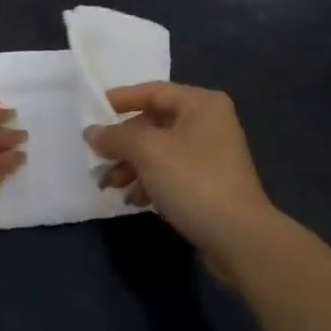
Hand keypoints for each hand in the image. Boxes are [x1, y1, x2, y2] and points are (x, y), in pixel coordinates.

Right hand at [84, 82, 275, 282]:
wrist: (239, 239)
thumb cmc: (193, 180)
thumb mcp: (148, 152)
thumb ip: (116, 137)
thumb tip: (90, 132)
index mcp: (201, 103)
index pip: (153, 91)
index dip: (120, 100)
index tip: (92, 111)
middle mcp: (209, 122)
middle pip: (155, 124)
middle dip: (124, 144)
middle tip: (98, 160)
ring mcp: (212, 155)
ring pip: (161, 151)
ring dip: (132, 166)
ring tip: (109, 185)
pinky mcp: (211, 184)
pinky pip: (172, 173)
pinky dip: (151, 182)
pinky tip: (134, 199)